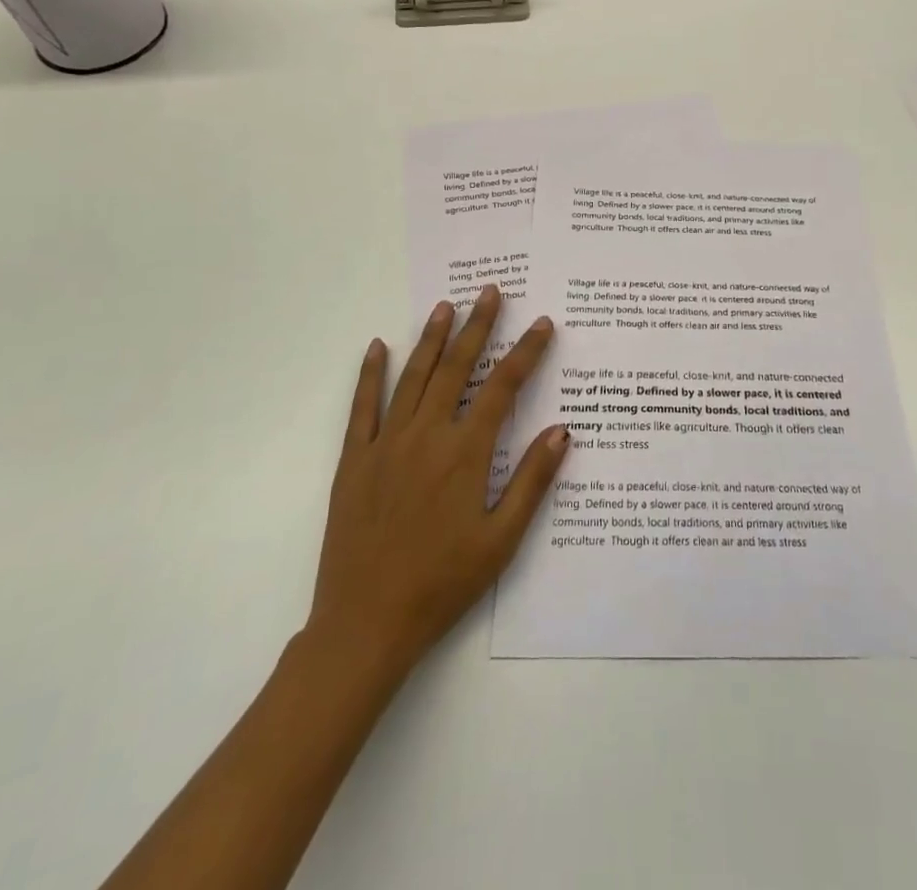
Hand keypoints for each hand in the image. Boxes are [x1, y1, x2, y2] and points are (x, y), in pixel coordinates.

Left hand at [300, 285, 569, 689]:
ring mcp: (385, 444)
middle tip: (491, 292)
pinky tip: (376, 346)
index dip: (526, 352)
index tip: (543, 324)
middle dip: (478, 327)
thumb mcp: (501, 540)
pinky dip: (369, 374)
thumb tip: (563, 431)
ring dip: (432, 338)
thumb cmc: (442, 583)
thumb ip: (532, 481)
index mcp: (465, 453)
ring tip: (446, 305)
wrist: (365, 624)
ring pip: (413, 377)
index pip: (504, 387)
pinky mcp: (353, 461)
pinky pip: (362, 407)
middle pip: (457, 368)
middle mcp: (426, 436)